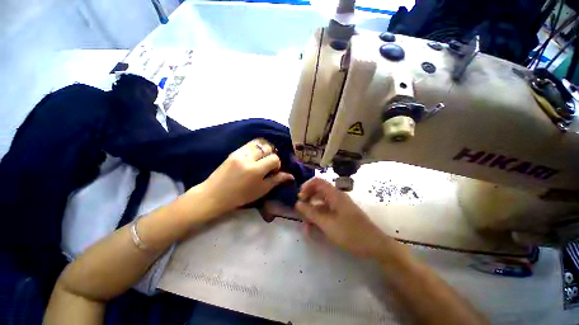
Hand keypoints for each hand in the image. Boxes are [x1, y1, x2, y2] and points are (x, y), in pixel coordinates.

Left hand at [199, 139, 294, 215]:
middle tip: (267, 164)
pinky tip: (253, 157)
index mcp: (255, 170)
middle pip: (267, 147)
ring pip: (258, 143)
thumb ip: (276, 180)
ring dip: (263, 150)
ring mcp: (239, 153)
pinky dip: (255, 148)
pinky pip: (249, 145)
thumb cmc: (240, 196)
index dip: (277, 164)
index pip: (274, 158)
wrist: (214, 194)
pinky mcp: (234, 151)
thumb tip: (291, 176)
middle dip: (271, 155)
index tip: (273, 171)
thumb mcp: (261, 190)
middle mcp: (248, 158)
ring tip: (261, 159)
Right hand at [295, 178, 396, 259]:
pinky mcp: (342, 214)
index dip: (306, 186)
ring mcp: (340, 205)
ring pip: (322, 202)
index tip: (299, 197)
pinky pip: (327, 211)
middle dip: (308, 199)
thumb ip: (311, 213)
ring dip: (312, 210)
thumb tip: (297, 203)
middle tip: (300, 210)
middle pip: (319, 191)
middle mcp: (337, 197)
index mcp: (334, 194)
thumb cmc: (350, 233)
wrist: (375, 246)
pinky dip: (319, 217)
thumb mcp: (327, 224)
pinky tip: (314, 229)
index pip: (317, 181)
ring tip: (306, 223)